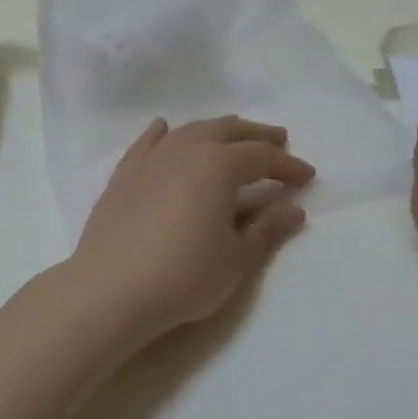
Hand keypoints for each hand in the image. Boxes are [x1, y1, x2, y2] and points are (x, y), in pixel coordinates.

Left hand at [66, 116, 314, 342]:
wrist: (111, 289)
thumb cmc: (184, 275)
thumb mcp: (236, 258)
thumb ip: (267, 229)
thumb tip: (295, 210)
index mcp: (219, 165)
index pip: (262, 157)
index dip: (287, 165)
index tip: (307, 175)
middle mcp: (186, 149)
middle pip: (227, 131)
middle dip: (256, 135)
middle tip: (278, 140)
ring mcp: (151, 159)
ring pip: (190, 131)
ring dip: (216, 130)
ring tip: (232, 135)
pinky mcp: (124, 174)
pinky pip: (148, 143)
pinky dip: (163, 133)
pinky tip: (165, 129)